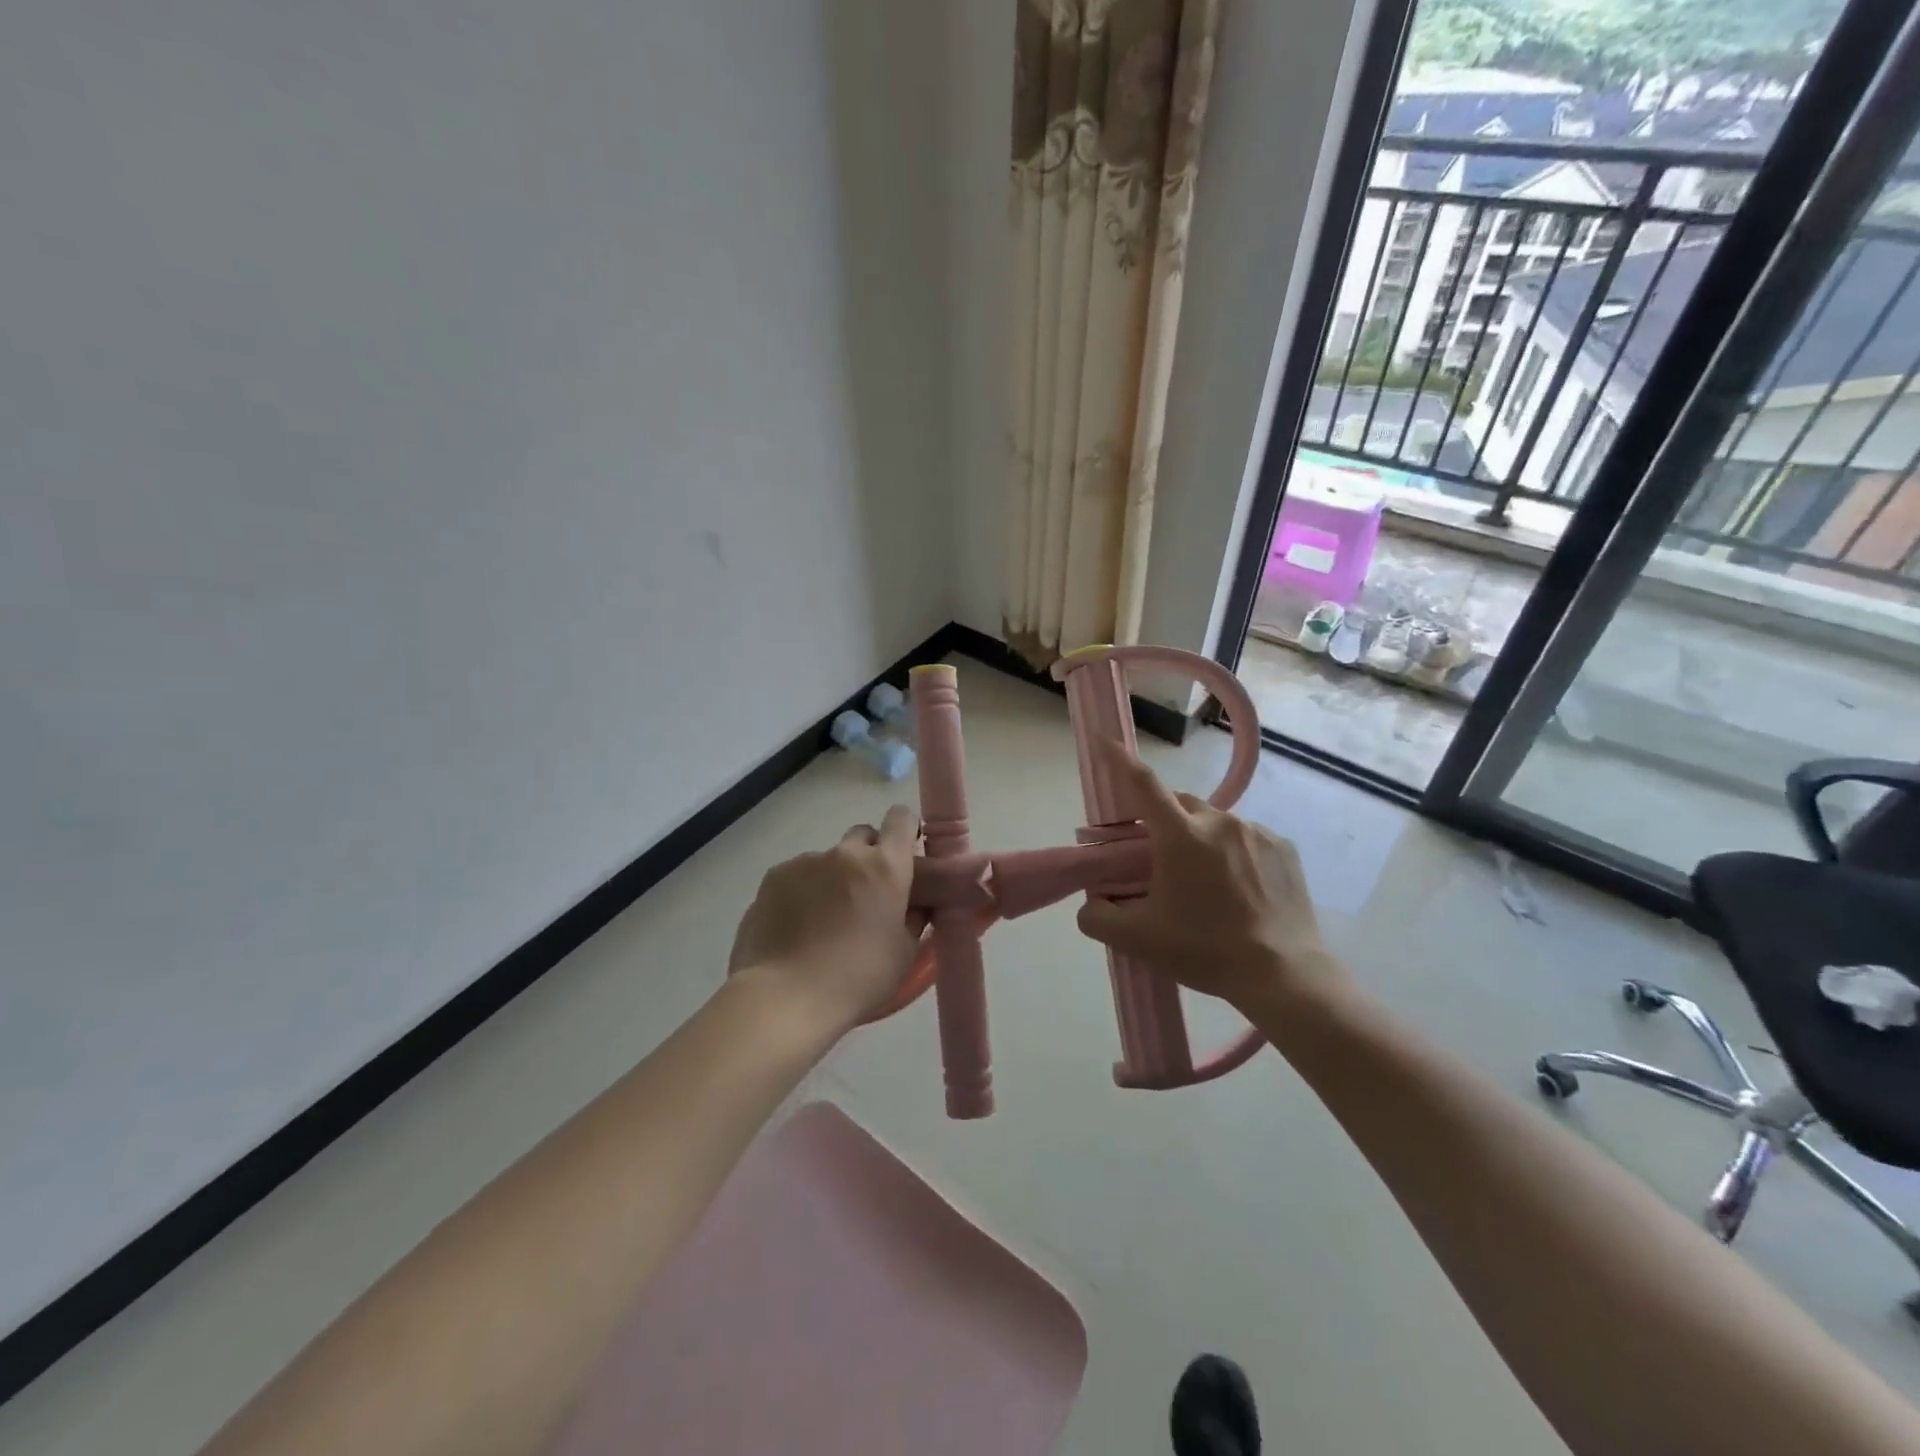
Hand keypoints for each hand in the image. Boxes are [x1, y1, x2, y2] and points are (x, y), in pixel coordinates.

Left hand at [728, 805, 925, 1033]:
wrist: (785, 997)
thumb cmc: (857, 979)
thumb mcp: (904, 953)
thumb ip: (913, 916)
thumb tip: (913, 902)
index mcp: (885, 866)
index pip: (901, 819)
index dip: (904, 831)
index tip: (903, 854)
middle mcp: (846, 853)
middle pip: (863, 836)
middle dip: (868, 856)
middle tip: (865, 895)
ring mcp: (805, 862)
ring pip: (828, 860)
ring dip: (832, 879)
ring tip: (822, 922)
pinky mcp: (774, 877)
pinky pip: (797, 876)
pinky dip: (801, 892)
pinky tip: (795, 927)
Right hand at [1075, 739, 1344, 1012]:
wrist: (1283, 975)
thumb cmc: (1205, 950)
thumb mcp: (1138, 941)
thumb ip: (1098, 918)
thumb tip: (1092, 903)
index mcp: (1180, 836)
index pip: (1142, 784)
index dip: (1119, 760)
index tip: (1104, 741)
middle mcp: (1219, 822)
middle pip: (1178, 803)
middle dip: (1162, 820)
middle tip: (1159, 859)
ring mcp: (1256, 832)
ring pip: (1214, 822)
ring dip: (1200, 839)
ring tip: (1205, 882)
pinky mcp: (1284, 848)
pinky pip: (1246, 838)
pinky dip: (1233, 852)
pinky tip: (1238, 888)